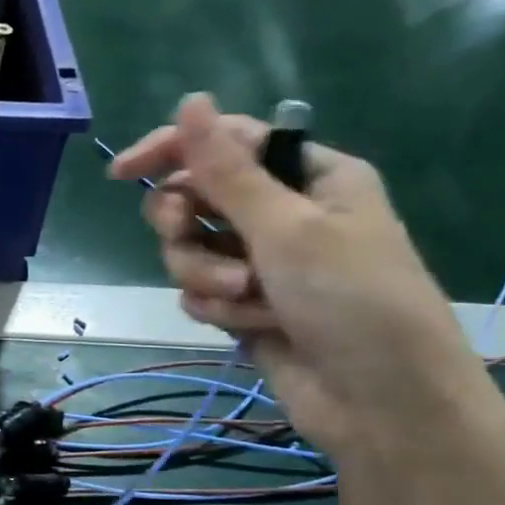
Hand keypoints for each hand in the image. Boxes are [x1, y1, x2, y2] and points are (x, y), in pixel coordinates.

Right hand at [109, 95, 504, 471]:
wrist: (382, 403)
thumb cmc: (353, 300)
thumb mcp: (288, 228)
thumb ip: (227, 171)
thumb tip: (190, 101)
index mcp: (309, 176)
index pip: (226, 144)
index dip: (172, 151)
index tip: (123, 173)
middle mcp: (283, 214)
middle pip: (197, 199)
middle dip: (186, 225)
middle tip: (183, 234)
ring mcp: (262, 264)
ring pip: (192, 252)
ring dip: (207, 275)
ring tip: (245, 299)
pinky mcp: (246, 307)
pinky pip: (201, 293)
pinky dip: (219, 309)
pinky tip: (253, 326)